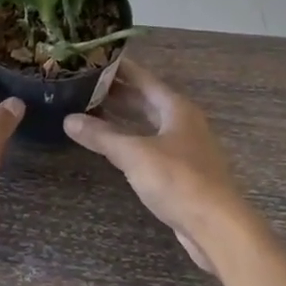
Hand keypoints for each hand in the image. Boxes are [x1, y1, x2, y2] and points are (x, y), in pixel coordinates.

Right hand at [63, 61, 251, 272]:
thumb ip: (102, 136)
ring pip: (147, 124)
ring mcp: (183, 148)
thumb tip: (68, 119)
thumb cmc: (178, 180)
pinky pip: (150, 146)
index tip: (93, 58)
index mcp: (176, 108)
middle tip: (83, 85)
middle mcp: (182, 122)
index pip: (143, 78)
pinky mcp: (181, 172)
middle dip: (116, 93)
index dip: (119, 68)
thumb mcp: (135, 154)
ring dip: (122, 118)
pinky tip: (111, 146)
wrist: (217, 227)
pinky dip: (130, 141)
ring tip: (90, 111)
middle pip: (145, 100)